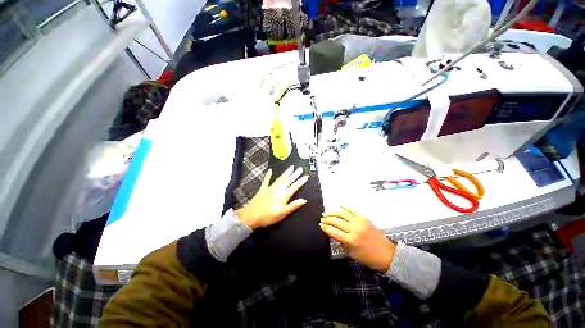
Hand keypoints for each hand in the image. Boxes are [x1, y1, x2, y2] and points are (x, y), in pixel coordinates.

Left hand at [235, 166, 308, 229]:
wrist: (251, 216)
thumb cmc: (268, 216)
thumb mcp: (282, 214)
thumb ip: (293, 206)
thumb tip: (304, 200)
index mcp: (283, 196)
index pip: (294, 187)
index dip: (301, 181)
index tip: (306, 176)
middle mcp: (278, 189)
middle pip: (288, 180)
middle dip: (295, 174)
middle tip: (300, 168)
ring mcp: (270, 188)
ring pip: (280, 178)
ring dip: (286, 172)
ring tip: (291, 167)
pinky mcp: (263, 188)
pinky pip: (266, 180)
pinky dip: (268, 175)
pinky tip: (270, 170)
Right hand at [320, 206, 395, 272]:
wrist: (387, 255)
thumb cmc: (368, 258)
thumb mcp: (351, 253)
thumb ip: (341, 241)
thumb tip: (332, 232)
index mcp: (350, 240)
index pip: (333, 231)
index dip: (325, 228)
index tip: (320, 225)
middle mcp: (354, 229)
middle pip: (336, 221)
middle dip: (327, 219)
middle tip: (321, 218)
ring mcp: (360, 222)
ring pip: (343, 214)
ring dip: (333, 213)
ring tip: (326, 213)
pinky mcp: (365, 218)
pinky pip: (353, 210)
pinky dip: (346, 207)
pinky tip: (340, 206)